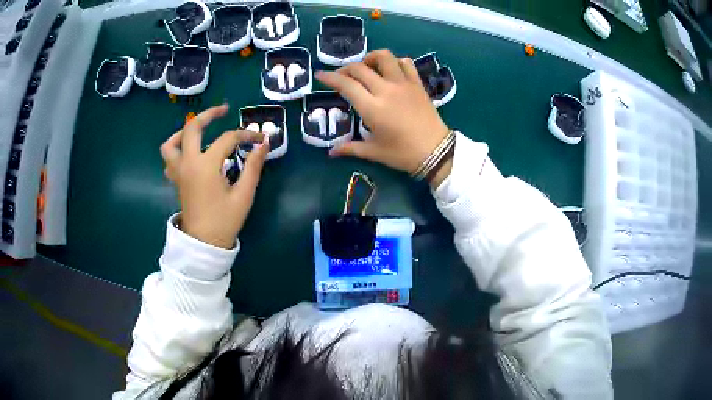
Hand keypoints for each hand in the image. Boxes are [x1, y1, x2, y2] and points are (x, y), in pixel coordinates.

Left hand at [160, 104, 268, 248]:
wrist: (203, 244)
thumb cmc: (224, 221)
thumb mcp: (243, 195)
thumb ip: (253, 167)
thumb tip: (263, 144)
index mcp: (206, 165)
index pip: (228, 139)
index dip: (246, 135)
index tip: (259, 138)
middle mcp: (188, 163)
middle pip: (192, 128)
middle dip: (209, 114)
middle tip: (223, 110)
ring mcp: (178, 172)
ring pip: (171, 143)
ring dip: (184, 131)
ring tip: (199, 130)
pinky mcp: (176, 180)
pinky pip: (169, 159)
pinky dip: (176, 149)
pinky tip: (188, 153)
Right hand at [316, 49, 452, 187]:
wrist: (436, 152)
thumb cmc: (403, 154)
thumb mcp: (374, 152)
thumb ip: (351, 148)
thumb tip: (331, 153)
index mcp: (372, 108)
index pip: (346, 85)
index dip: (330, 78)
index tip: (320, 75)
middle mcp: (386, 90)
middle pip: (360, 68)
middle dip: (345, 69)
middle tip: (341, 77)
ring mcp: (403, 84)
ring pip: (384, 57)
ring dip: (370, 58)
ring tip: (366, 67)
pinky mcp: (417, 84)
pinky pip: (405, 63)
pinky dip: (395, 62)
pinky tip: (391, 71)